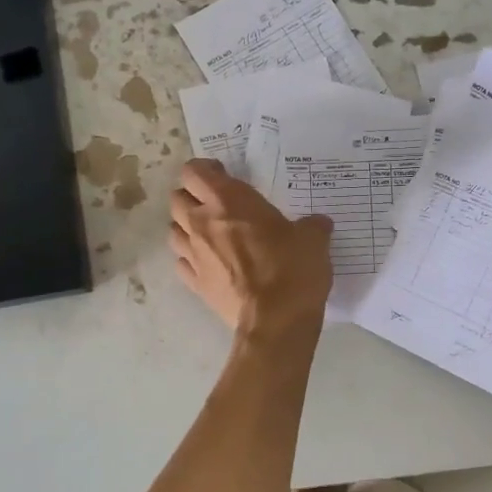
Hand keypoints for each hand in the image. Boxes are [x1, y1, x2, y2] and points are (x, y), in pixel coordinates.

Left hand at [169, 159, 333, 334]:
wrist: (276, 321)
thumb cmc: (293, 269)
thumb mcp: (313, 239)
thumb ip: (312, 226)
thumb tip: (318, 224)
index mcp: (228, 201)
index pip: (194, 172)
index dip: (205, 170)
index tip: (223, 175)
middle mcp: (202, 223)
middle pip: (177, 199)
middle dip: (191, 197)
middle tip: (215, 205)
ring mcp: (194, 255)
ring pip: (173, 230)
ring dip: (186, 228)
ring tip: (208, 234)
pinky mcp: (194, 284)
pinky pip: (181, 262)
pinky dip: (190, 259)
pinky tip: (208, 263)